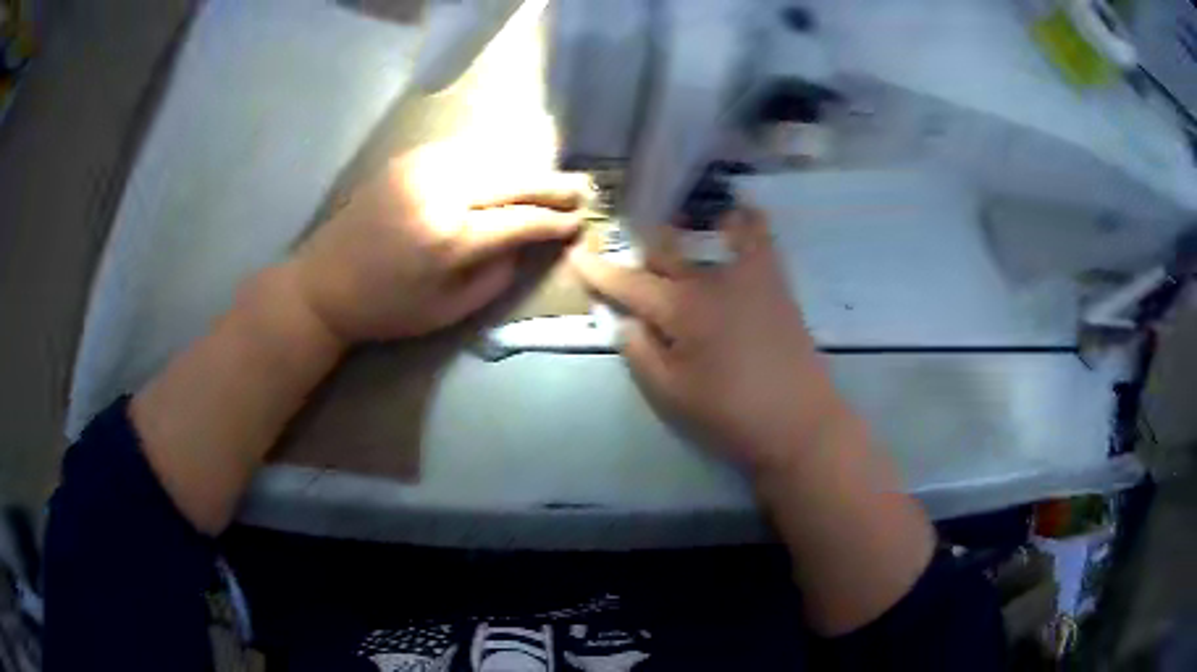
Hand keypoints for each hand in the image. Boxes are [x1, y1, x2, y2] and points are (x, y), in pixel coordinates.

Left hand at [291, 150, 582, 344]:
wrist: (323, 283)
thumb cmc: (385, 309)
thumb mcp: (447, 311)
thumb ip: (495, 276)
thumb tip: (527, 243)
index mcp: (449, 238)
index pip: (520, 220)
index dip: (554, 220)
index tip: (579, 221)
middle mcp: (440, 192)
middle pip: (513, 179)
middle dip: (552, 184)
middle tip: (583, 187)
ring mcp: (422, 168)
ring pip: (491, 157)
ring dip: (525, 168)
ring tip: (551, 178)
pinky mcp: (408, 159)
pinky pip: (464, 152)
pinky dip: (492, 160)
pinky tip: (506, 169)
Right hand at [570, 207, 846, 473]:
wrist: (798, 421)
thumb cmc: (730, 413)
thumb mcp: (671, 393)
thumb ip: (641, 353)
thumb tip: (626, 322)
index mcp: (680, 309)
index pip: (629, 283)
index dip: (598, 270)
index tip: (576, 254)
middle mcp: (711, 279)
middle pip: (665, 250)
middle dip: (641, 253)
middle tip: (632, 265)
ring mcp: (747, 274)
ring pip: (706, 234)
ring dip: (684, 233)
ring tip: (678, 240)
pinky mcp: (775, 281)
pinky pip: (759, 237)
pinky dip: (745, 220)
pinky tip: (735, 217)